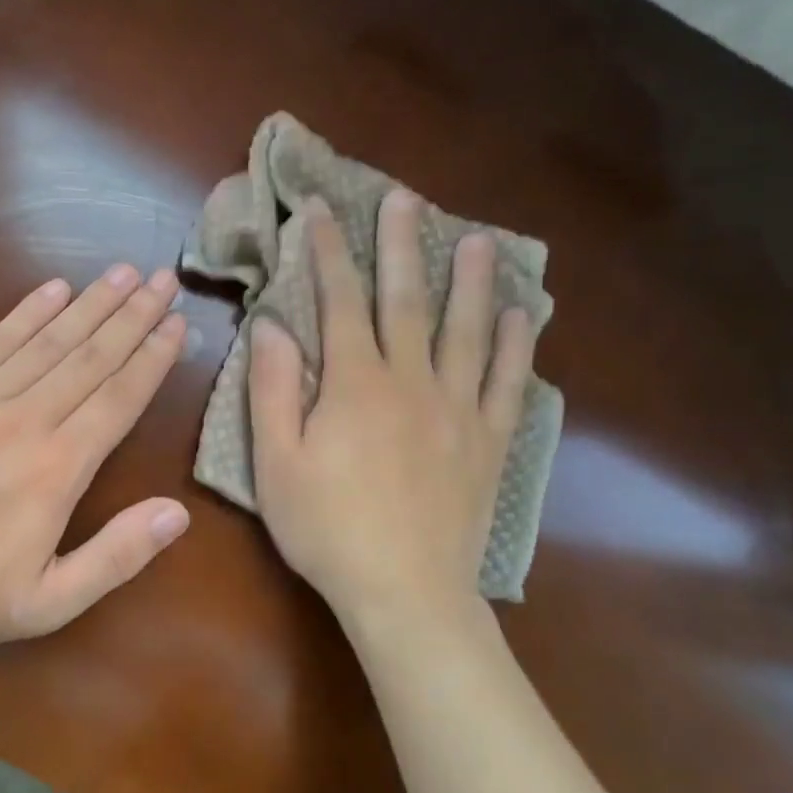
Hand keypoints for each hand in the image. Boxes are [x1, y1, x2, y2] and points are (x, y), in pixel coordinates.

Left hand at [0, 265, 189, 649]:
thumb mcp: (51, 601)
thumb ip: (118, 555)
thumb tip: (178, 513)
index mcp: (60, 469)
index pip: (119, 398)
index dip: (152, 358)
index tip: (177, 322)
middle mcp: (27, 420)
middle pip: (91, 357)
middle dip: (133, 315)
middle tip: (163, 279)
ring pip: (48, 341)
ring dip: (90, 304)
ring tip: (122, 272)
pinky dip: (25, 313)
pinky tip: (53, 289)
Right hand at [249, 191, 533, 637]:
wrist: (405, 592)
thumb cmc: (327, 529)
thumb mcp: (277, 463)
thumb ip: (273, 389)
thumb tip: (271, 325)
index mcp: (355, 384)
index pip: (339, 302)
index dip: (328, 253)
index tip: (320, 211)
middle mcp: (411, 381)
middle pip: (407, 300)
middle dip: (401, 246)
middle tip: (404, 199)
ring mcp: (458, 409)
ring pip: (467, 331)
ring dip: (470, 281)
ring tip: (478, 239)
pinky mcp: (488, 440)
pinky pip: (506, 381)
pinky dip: (515, 345)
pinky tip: (522, 316)